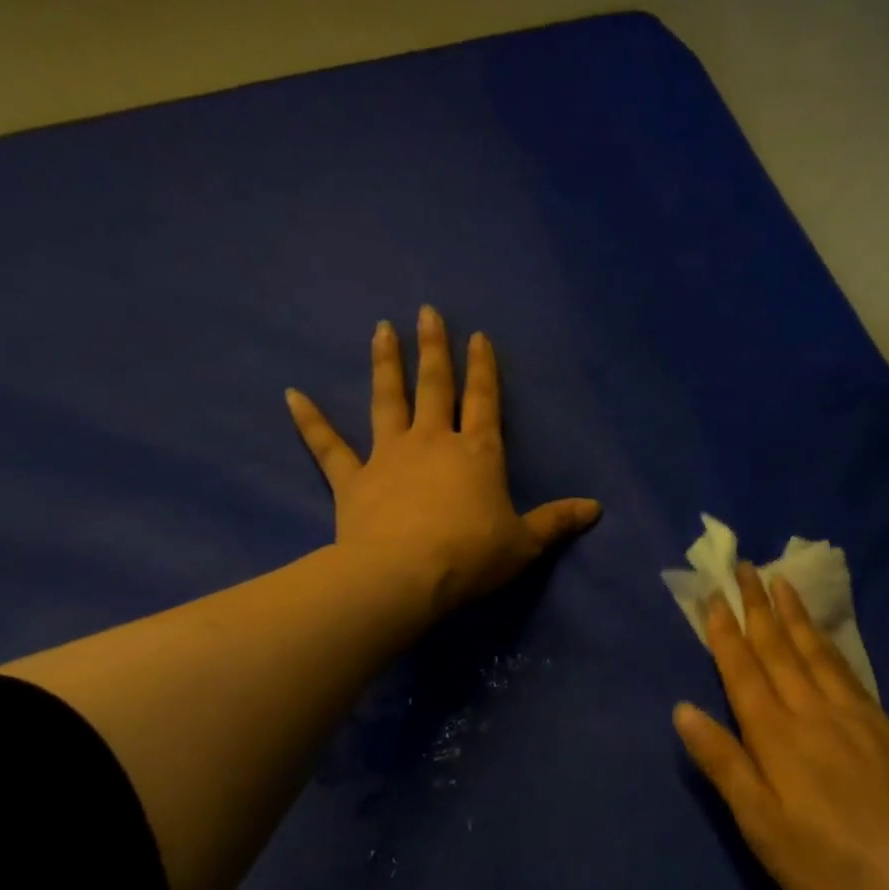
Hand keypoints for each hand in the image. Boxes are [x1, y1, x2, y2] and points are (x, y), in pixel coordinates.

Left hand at [285, 305, 600, 619]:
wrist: (405, 577)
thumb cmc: (471, 557)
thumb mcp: (525, 544)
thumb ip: (557, 522)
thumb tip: (596, 509)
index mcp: (477, 454)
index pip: (484, 402)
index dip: (484, 369)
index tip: (478, 336)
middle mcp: (433, 443)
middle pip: (435, 387)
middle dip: (433, 349)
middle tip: (425, 312)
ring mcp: (389, 457)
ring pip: (387, 402)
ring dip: (385, 365)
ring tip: (381, 331)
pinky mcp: (353, 481)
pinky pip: (329, 447)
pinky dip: (310, 422)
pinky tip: (291, 395)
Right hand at [673, 563, 888, 889]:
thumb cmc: (830, 866)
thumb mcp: (762, 827)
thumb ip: (724, 764)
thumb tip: (683, 710)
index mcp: (777, 737)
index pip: (743, 672)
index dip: (726, 633)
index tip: (715, 595)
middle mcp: (813, 713)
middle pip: (779, 650)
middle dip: (758, 607)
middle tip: (745, 567)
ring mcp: (855, 718)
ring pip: (816, 653)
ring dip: (794, 616)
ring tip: (781, 582)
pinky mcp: (887, 730)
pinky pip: (849, 672)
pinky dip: (830, 645)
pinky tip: (827, 638)